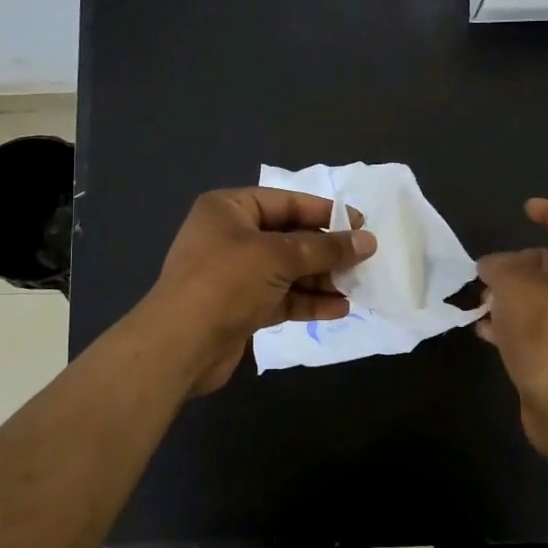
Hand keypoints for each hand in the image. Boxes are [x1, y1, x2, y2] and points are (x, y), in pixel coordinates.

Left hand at [139, 187, 375, 395]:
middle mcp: (230, 236)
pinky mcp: (241, 307)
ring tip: (356, 287)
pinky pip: (281, 297)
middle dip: (326, 250)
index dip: (325, 212)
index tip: (362, 224)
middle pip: (289, 237)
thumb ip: (325, 247)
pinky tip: (339, 309)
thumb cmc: (226, 282)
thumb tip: (367, 241)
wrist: (180, 344)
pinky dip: (308, 301)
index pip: (286, 202)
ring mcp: (234, 274)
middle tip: (363, 260)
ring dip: (321, 278)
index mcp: (230, 209)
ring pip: (288, 270)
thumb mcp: (279, 256)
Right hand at [477, 198, 547, 489]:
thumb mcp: (514, 286)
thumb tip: (492, 267)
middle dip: (519, 262)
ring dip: (510, 295)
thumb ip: (498, 267)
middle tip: (488, 269)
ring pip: (541, 299)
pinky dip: (511, 324)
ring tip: (479, 299)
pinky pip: (535, 329)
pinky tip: (484, 329)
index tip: (525, 209)